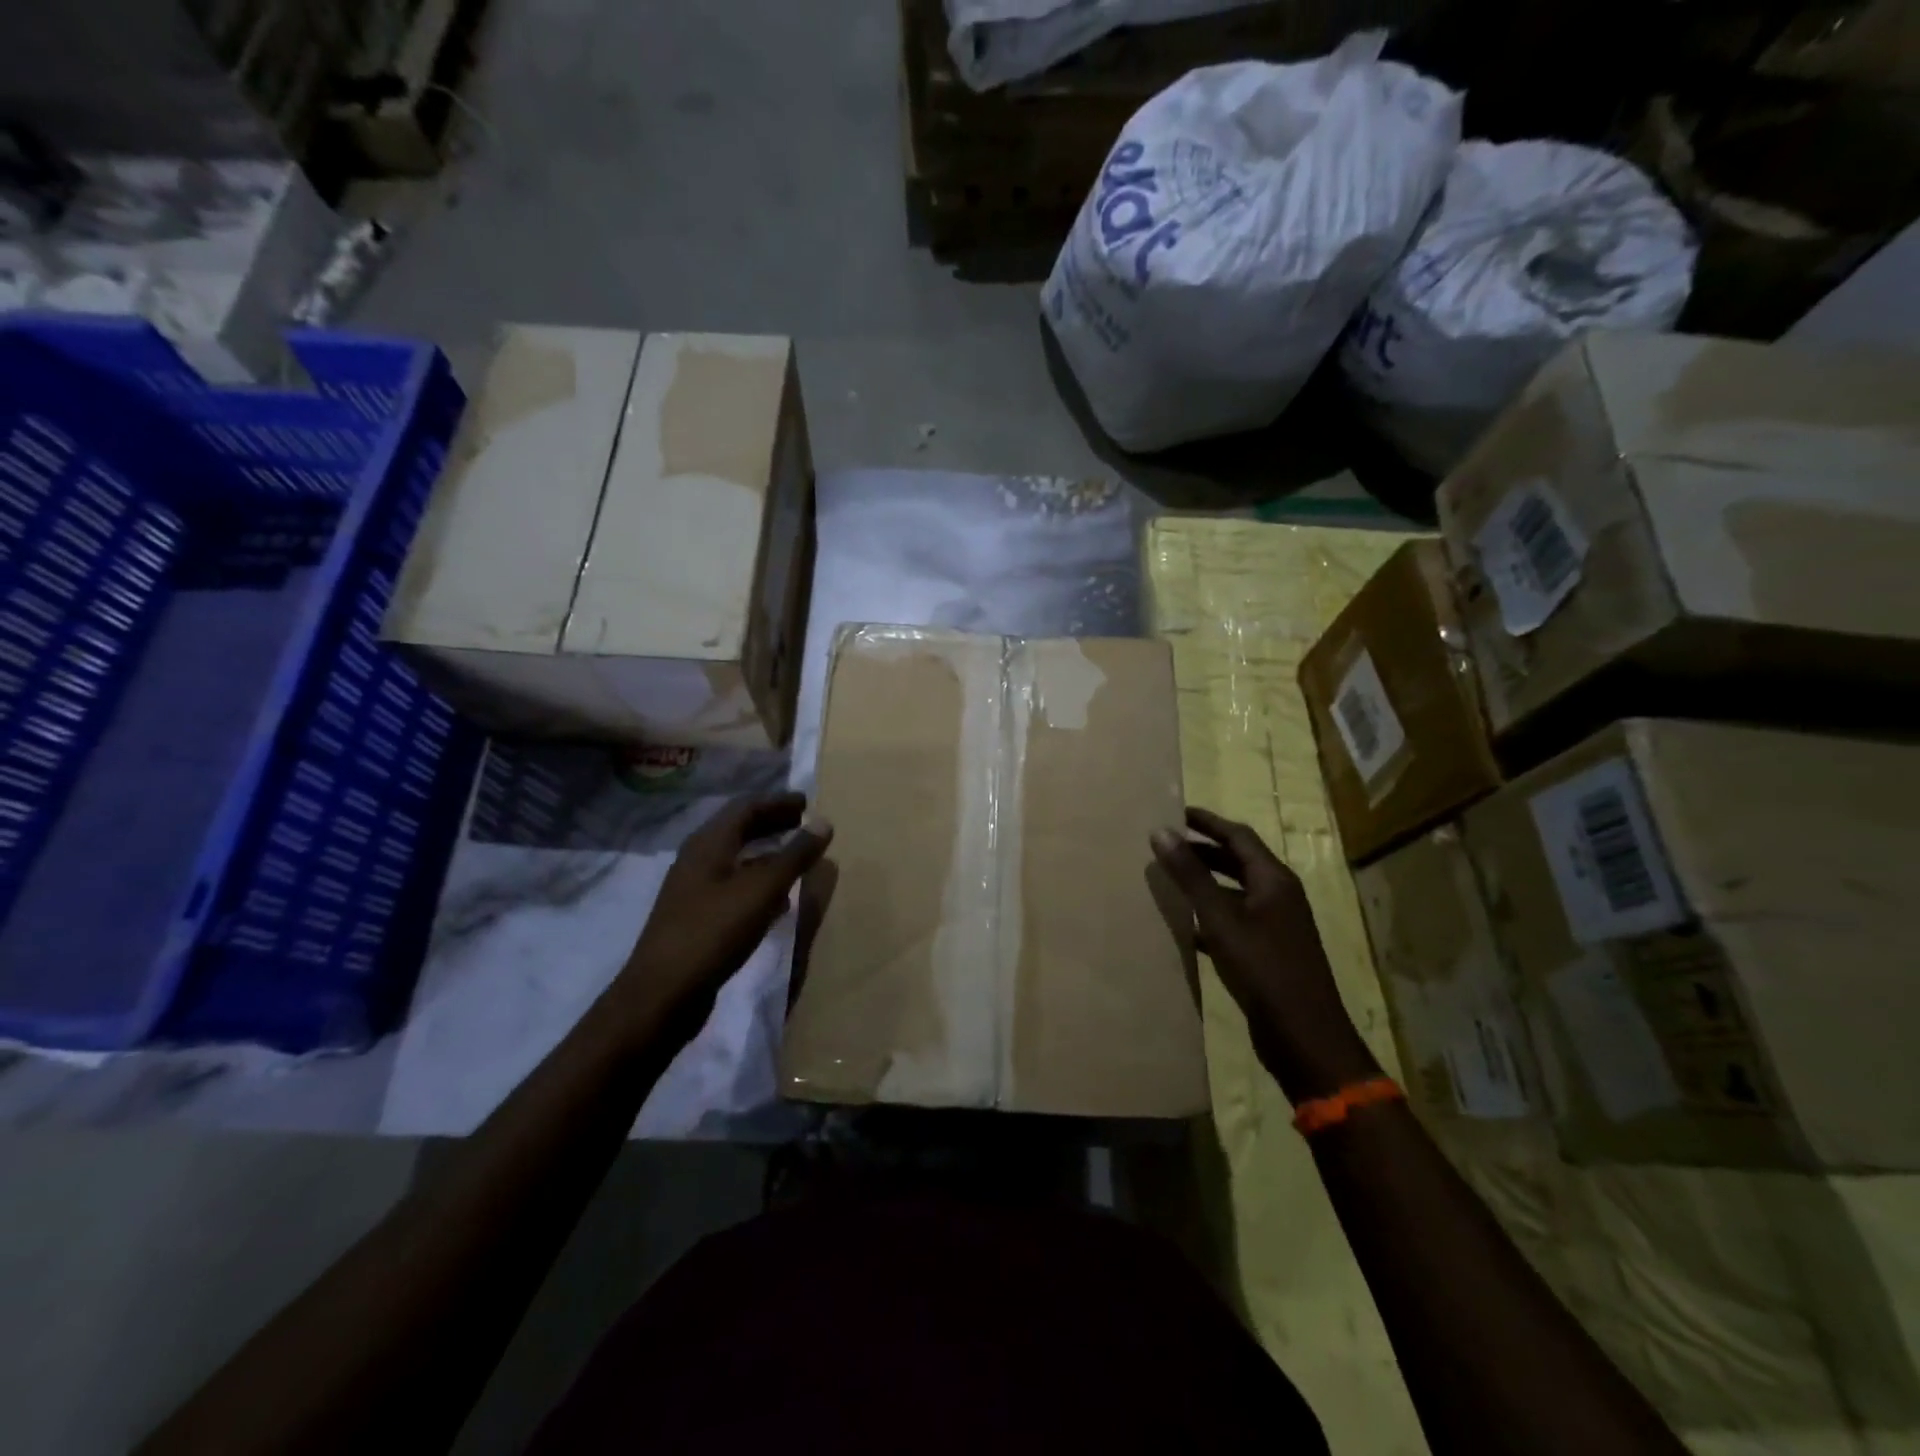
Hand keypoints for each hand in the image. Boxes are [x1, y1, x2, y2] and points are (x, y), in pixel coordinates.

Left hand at [614, 793, 832, 1030]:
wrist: (662, 994)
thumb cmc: (714, 932)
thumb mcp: (762, 890)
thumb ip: (795, 855)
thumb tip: (823, 821)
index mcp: (708, 843)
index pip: (746, 807)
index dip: (778, 802)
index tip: (807, 803)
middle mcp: (697, 860)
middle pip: (738, 830)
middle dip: (773, 824)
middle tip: (805, 825)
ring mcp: (694, 890)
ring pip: (736, 859)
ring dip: (767, 854)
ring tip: (798, 859)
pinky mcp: (697, 918)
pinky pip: (733, 887)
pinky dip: (758, 882)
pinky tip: (779, 900)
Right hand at [1151, 807, 1378, 1101]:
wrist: (1305, 1037)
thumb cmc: (1264, 970)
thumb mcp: (1221, 919)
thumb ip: (1191, 875)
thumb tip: (1161, 831)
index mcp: (1274, 880)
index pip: (1238, 836)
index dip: (1207, 822)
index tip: (1174, 812)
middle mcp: (1279, 896)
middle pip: (1238, 861)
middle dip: (1204, 850)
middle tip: (1166, 843)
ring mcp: (1276, 926)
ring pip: (1235, 892)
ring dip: (1205, 882)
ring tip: (1169, 878)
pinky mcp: (1269, 952)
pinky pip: (1234, 920)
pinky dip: (1210, 914)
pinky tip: (1185, 924)